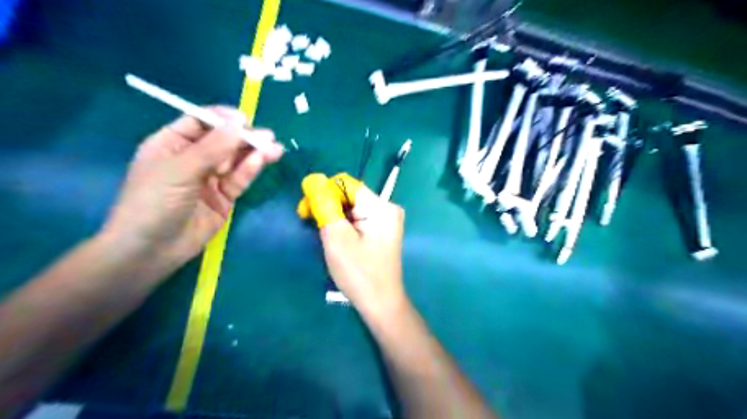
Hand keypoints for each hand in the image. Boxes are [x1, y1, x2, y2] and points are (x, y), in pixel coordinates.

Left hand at [102, 106, 282, 273]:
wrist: (151, 250)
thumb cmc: (154, 202)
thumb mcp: (180, 170)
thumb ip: (212, 148)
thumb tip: (238, 124)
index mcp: (172, 144)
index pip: (201, 122)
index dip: (223, 119)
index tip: (244, 119)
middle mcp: (193, 158)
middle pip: (223, 141)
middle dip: (244, 137)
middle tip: (267, 136)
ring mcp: (210, 179)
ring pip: (235, 160)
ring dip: (254, 153)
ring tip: (275, 148)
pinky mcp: (224, 197)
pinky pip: (239, 179)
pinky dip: (250, 169)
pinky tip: (263, 160)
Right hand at [296, 174, 405, 321]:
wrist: (381, 303)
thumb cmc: (359, 273)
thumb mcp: (336, 238)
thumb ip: (324, 206)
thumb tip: (313, 180)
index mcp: (380, 207)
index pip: (345, 184)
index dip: (323, 192)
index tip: (306, 211)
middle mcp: (386, 208)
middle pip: (349, 195)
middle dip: (327, 206)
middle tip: (310, 225)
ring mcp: (385, 220)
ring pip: (350, 207)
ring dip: (333, 217)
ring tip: (323, 236)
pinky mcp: (381, 230)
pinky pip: (357, 218)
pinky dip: (342, 225)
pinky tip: (336, 239)